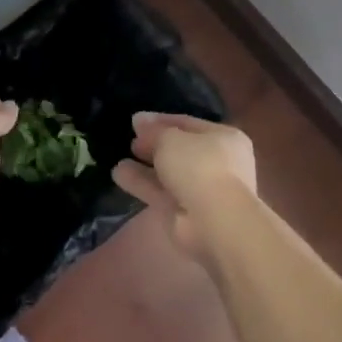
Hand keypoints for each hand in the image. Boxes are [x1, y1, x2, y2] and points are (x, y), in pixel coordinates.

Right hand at [113, 112, 257, 264]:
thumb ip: (153, 130)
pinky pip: (161, 193)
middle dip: (154, 145)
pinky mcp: (186, 213)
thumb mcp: (171, 138)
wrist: (215, 221)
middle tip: (131, 141)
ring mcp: (202, 190)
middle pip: (179, 150)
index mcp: (223, 138)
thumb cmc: (199, 166)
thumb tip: (139, 120)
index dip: (160, 121)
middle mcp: (217, 163)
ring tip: (119, 158)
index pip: (187, 124)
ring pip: (169, 174)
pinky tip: (118, 174)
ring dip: (145, 167)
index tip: (135, 121)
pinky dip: (142, 184)